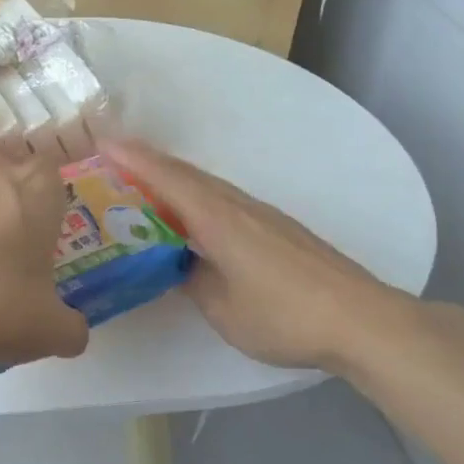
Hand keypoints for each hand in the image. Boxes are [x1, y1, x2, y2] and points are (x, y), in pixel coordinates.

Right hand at [103, 138, 407, 371]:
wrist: (361, 320)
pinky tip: (192, 218)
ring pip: (208, 187)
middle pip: (188, 175)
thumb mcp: (223, 309)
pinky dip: (197, 199)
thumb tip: (178, 264)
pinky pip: (225, 202)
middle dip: (147, 163)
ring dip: (173, 180)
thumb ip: (193, 280)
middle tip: (111, 161)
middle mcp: (239, 207)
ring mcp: (263, 216)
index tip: (101, 143)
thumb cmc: (284, 315)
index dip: (133, 159)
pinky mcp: (278, 230)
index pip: (169, 179)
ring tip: (142, 187)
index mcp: (219, 220)